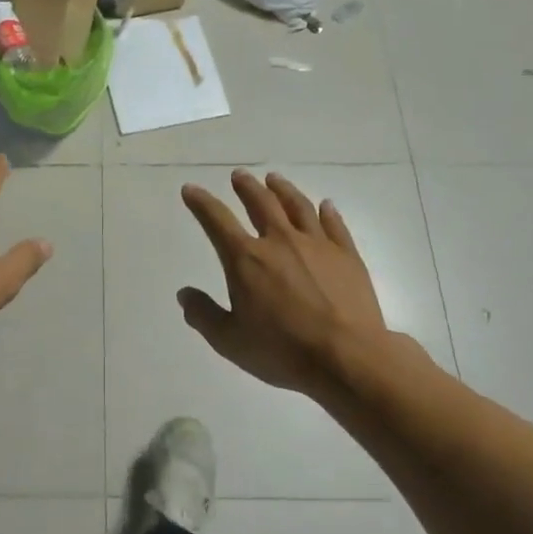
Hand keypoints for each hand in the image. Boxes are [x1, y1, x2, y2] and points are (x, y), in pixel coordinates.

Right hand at [179, 171, 414, 401]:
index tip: (191, 189)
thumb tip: (185, 294)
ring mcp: (317, 245)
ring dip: (282, 189)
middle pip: (261, 203)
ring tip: (274, 179)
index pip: (217, 221)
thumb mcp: (230, 341)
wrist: (347, 357)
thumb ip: (204, 315)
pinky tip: (325, 205)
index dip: (201, 203)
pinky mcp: (347, 255)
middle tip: (239, 176)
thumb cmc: (283, 350)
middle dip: (246, 187)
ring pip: (297, 206)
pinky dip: (327, 212)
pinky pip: (334, 225)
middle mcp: (280, 241)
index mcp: (246, 259)